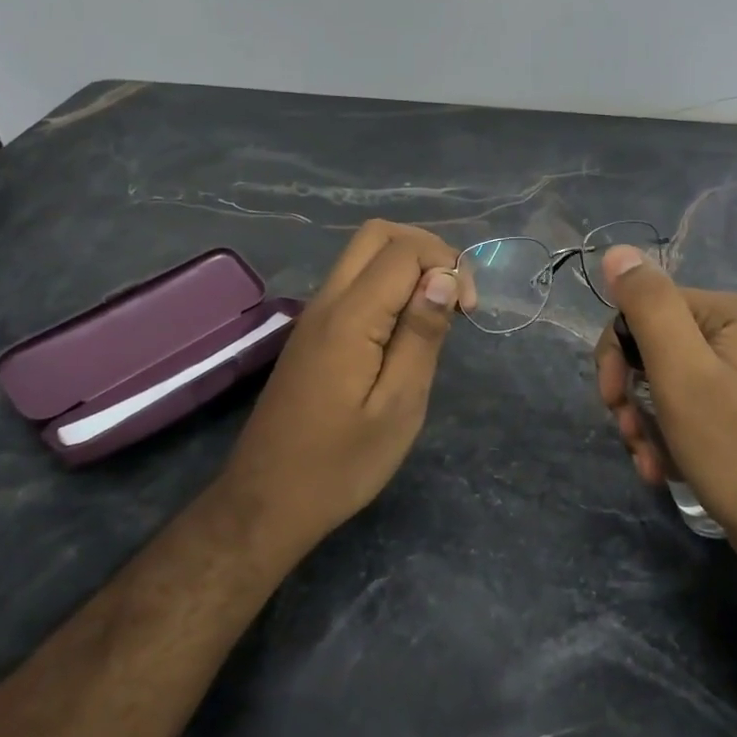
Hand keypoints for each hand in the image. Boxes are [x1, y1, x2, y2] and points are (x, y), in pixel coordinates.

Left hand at [221, 221, 460, 550]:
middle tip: (453, 294)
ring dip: (407, 264)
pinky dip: (388, 283)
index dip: (447, 264)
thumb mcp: (399, 406)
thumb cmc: (341, 464)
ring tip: (436, 311)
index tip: (469, 310)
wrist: (268, 502)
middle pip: (377, 234)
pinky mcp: (313, 332)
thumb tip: (443, 278)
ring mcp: (315, 314)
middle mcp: (327, 301)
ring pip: (363, 254)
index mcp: (350, 317)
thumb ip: (421, 335)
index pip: (404, 250)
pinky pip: (354, 281)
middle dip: (426, 248)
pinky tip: (406, 326)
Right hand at [594, 246, 736, 595]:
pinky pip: (688, 406)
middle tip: (627, 434)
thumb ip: (649, 306)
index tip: (611, 400)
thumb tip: (616, 252)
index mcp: (731, 313)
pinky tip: (664, 468)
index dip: (617, 353)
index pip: (646, 308)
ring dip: (645, 421)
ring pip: (665, 381)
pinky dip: (668, 435)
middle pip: (654, 345)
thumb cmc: (735, 451)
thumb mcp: (682, 373)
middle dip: (630, 392)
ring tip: (648, 462)